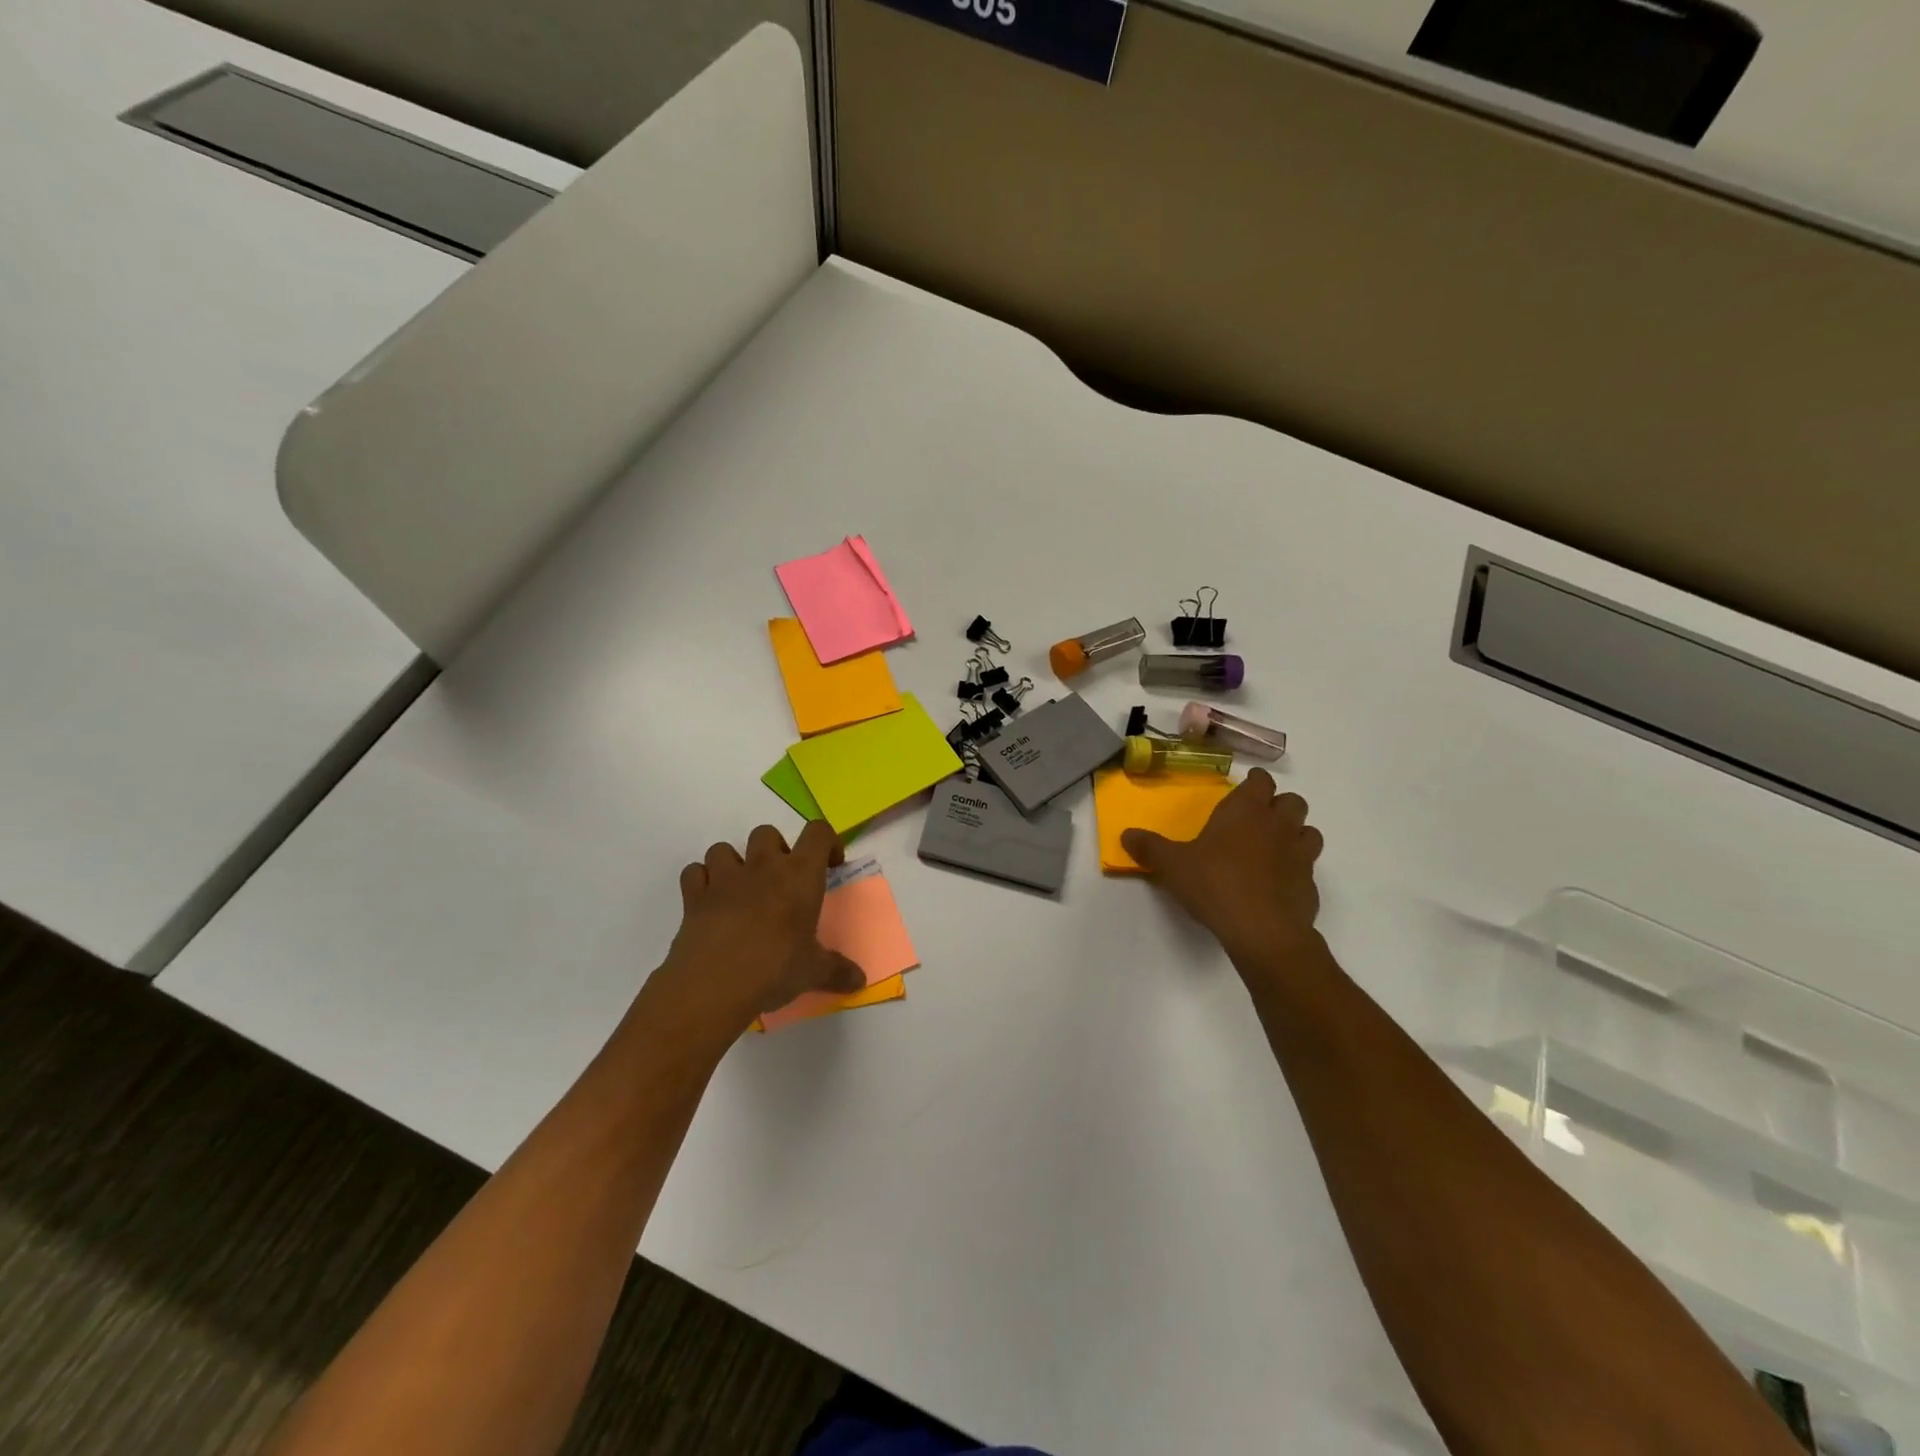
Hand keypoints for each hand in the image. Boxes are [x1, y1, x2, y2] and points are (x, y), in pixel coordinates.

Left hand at [648, 820, 866, 1034]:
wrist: (713, 985)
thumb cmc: (774, 969)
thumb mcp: (813, 971)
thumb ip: (837, 971)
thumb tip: (860, 981)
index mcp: (799, 875)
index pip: (818, 833)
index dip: (827, 842)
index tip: (830, 865)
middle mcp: (762, 866)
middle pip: (767, 833)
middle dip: (775, 849)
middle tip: (781, 881)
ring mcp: (724, 878)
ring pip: (724, 848)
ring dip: (733, 863)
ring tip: (741, 890)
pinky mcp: (694, 896)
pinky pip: (694, 873)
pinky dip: (701, 882)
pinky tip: (710, 902)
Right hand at [1121, 769, 1324, 969]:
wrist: (1262, 929)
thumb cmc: (1215, 884)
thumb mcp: (1172, 865)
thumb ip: (1150, 847)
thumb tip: (1125, 835)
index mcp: (1246, 810)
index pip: (1261, 781)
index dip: (1255, 781)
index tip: (1247, 786)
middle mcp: (1278, 825)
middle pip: (1293, 801)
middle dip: (1279, 805)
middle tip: (1260, 818)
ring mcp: (1300, 854)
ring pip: (1309, 831)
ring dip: (1296, 834)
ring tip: (1275, 847)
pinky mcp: (1310, 885)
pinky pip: (1308, 867)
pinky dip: (1297, 869)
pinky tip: (1278, 884)